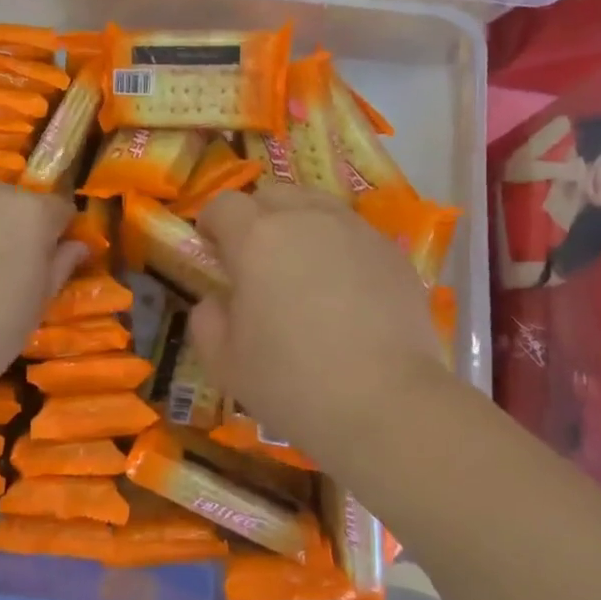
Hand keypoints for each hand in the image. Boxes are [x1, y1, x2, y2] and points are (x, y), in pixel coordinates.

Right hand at [189, 185, 450, 466]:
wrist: (388, 405)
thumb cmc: (293, 383)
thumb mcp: (225, 361)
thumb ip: (207, 319)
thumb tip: (217, 299)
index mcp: (256, 238)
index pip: (224, 204)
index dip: (212, 224)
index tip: (212, 251)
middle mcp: (306, 219)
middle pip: (272, 195)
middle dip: (256, 217)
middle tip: (256, 259)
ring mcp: (355, 231)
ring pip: (317, 206)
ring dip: (299, 225)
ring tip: (302, 268)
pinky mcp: (393, 252)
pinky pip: (354, 233)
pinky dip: (339, 247)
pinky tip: (345, 290)